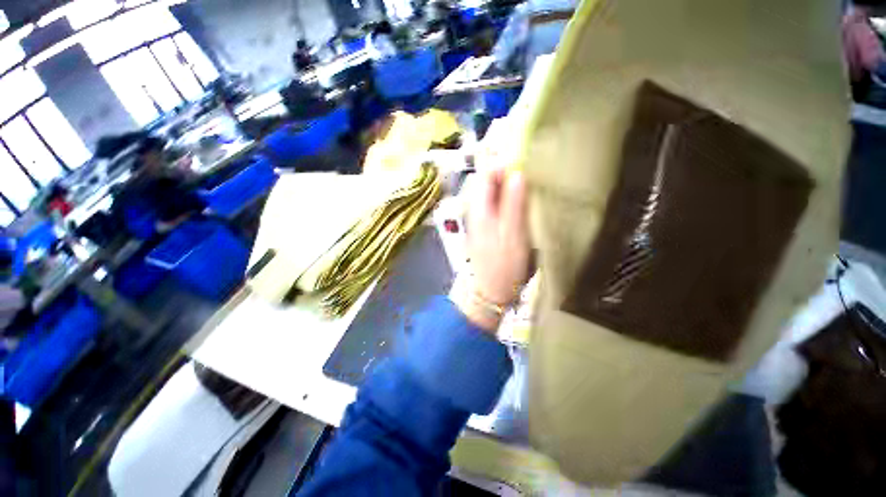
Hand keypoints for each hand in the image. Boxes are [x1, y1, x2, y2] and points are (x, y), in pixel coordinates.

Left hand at [451, 167, 530, 330]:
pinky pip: (496, 204)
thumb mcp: (512, 235)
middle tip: (533, 172)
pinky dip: (509, 198)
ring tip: (531, 185)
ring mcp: (481, 218)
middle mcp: (476, 209)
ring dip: (510, 185)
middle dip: (508, 172)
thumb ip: (513, 203)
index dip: (503, 163)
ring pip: (493, 192)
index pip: (486, 173)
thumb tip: (517, 173)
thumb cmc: (503, 266)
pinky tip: (523, 203)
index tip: (526, 161)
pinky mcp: (487, 227)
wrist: (490, 291)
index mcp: (480, 208)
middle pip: (489, 181)